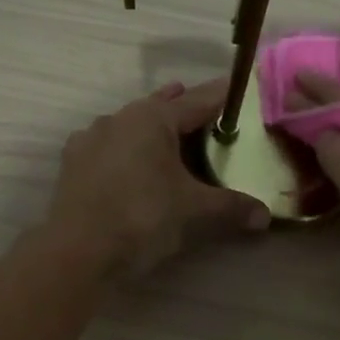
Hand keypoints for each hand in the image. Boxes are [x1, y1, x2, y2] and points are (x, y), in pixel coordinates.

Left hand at [44, 79, 269, 276]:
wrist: (79, 251)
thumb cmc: (143, 217)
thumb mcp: (194, 211)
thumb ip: (231, 207)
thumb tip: (265, 216)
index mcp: (153, 118)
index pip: (198, 100)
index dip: (222, 96)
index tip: (239, 89)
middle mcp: (120, 118)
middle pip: (161, 106)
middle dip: (184, 107)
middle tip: (208, 111)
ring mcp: (91, 138)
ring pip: (131, 124)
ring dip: (153, 127)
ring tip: (171, 135)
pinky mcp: (74, 163)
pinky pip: (109, 145)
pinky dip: (126, 149)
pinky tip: (131, 163)